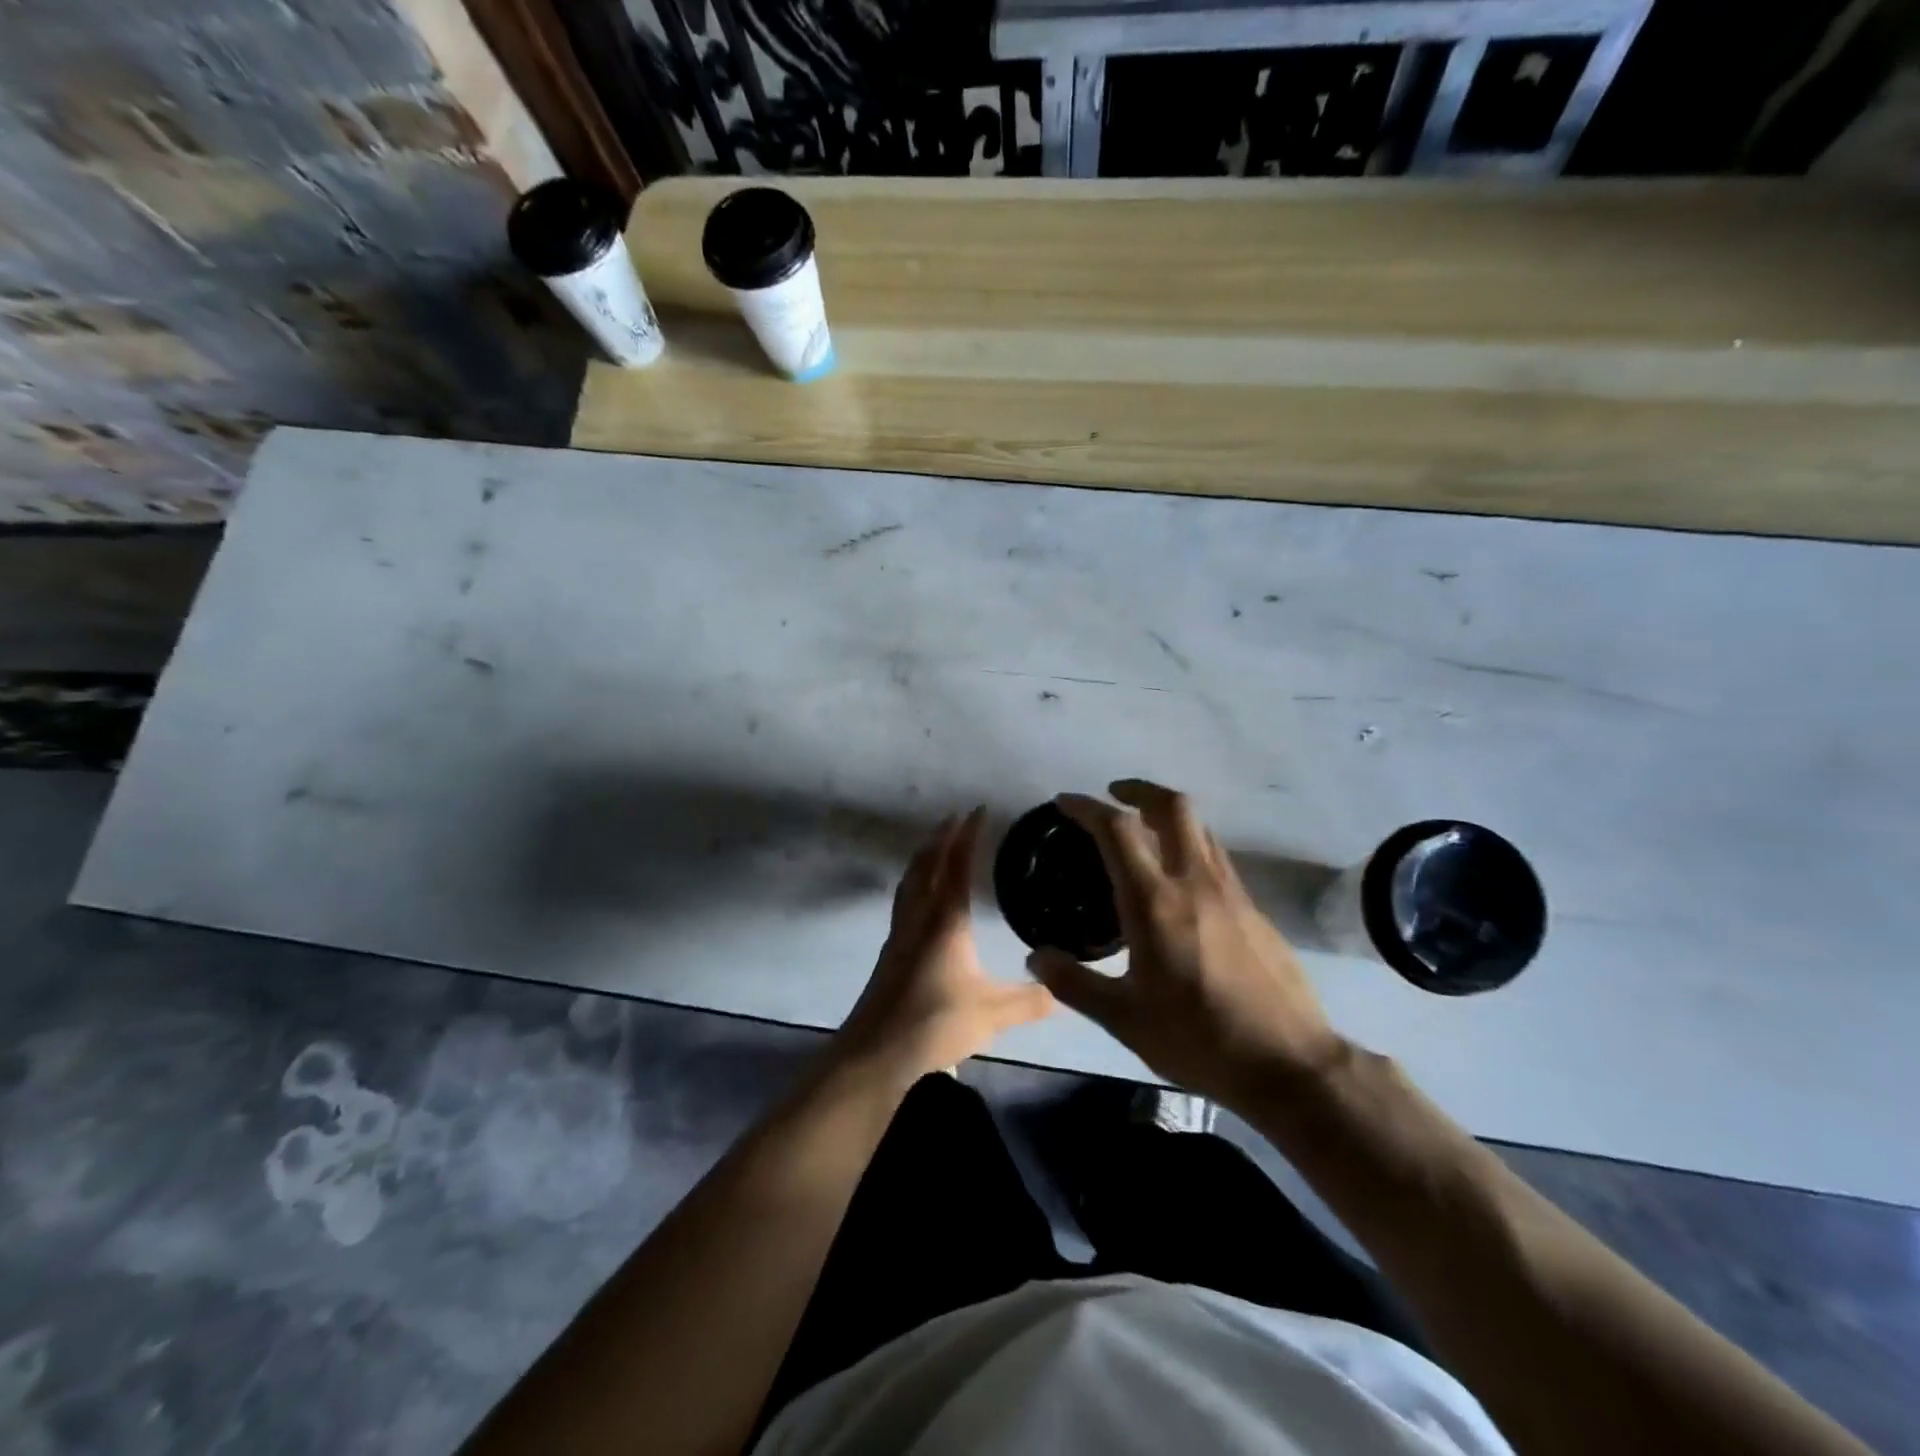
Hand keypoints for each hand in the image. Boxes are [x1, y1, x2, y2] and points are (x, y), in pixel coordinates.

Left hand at [832, 808, 1055, 1083]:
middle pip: (926, 864)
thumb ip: (1029, 1001)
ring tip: (937, 845)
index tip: (979, 810)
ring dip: (924, 856)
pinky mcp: (891, 952)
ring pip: (910, 880)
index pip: (957, 866)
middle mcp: (919, 917)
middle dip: (942, 837)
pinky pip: (904, 899)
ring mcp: (900, 933)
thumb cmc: (934, 1023)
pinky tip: (923, 897)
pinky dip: (915, 881)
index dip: (968, 835)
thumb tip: (1062, 991)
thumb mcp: (991, 1014)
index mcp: (945, 921)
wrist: (876, 1052)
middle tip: (957, 817)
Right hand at [1027, 780, 1342, 1105]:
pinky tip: (1181, 883)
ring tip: (1145, 833)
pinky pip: (1217, 858)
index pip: (1118, 830)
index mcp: (1156, 902)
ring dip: (1169, 815)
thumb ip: (1074, 984)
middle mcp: (1195, 882)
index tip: (1065, 802)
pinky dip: (1191, 847)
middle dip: (1139, 790)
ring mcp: (1232, 893)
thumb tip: (1036, 957)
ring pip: (1201, 828)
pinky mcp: (1255, 910)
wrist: (1289, 1064)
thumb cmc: (1198, 1038)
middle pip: (1173, 807)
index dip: (1088, 807)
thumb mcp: (1124, 1019)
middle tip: (1115, 795)